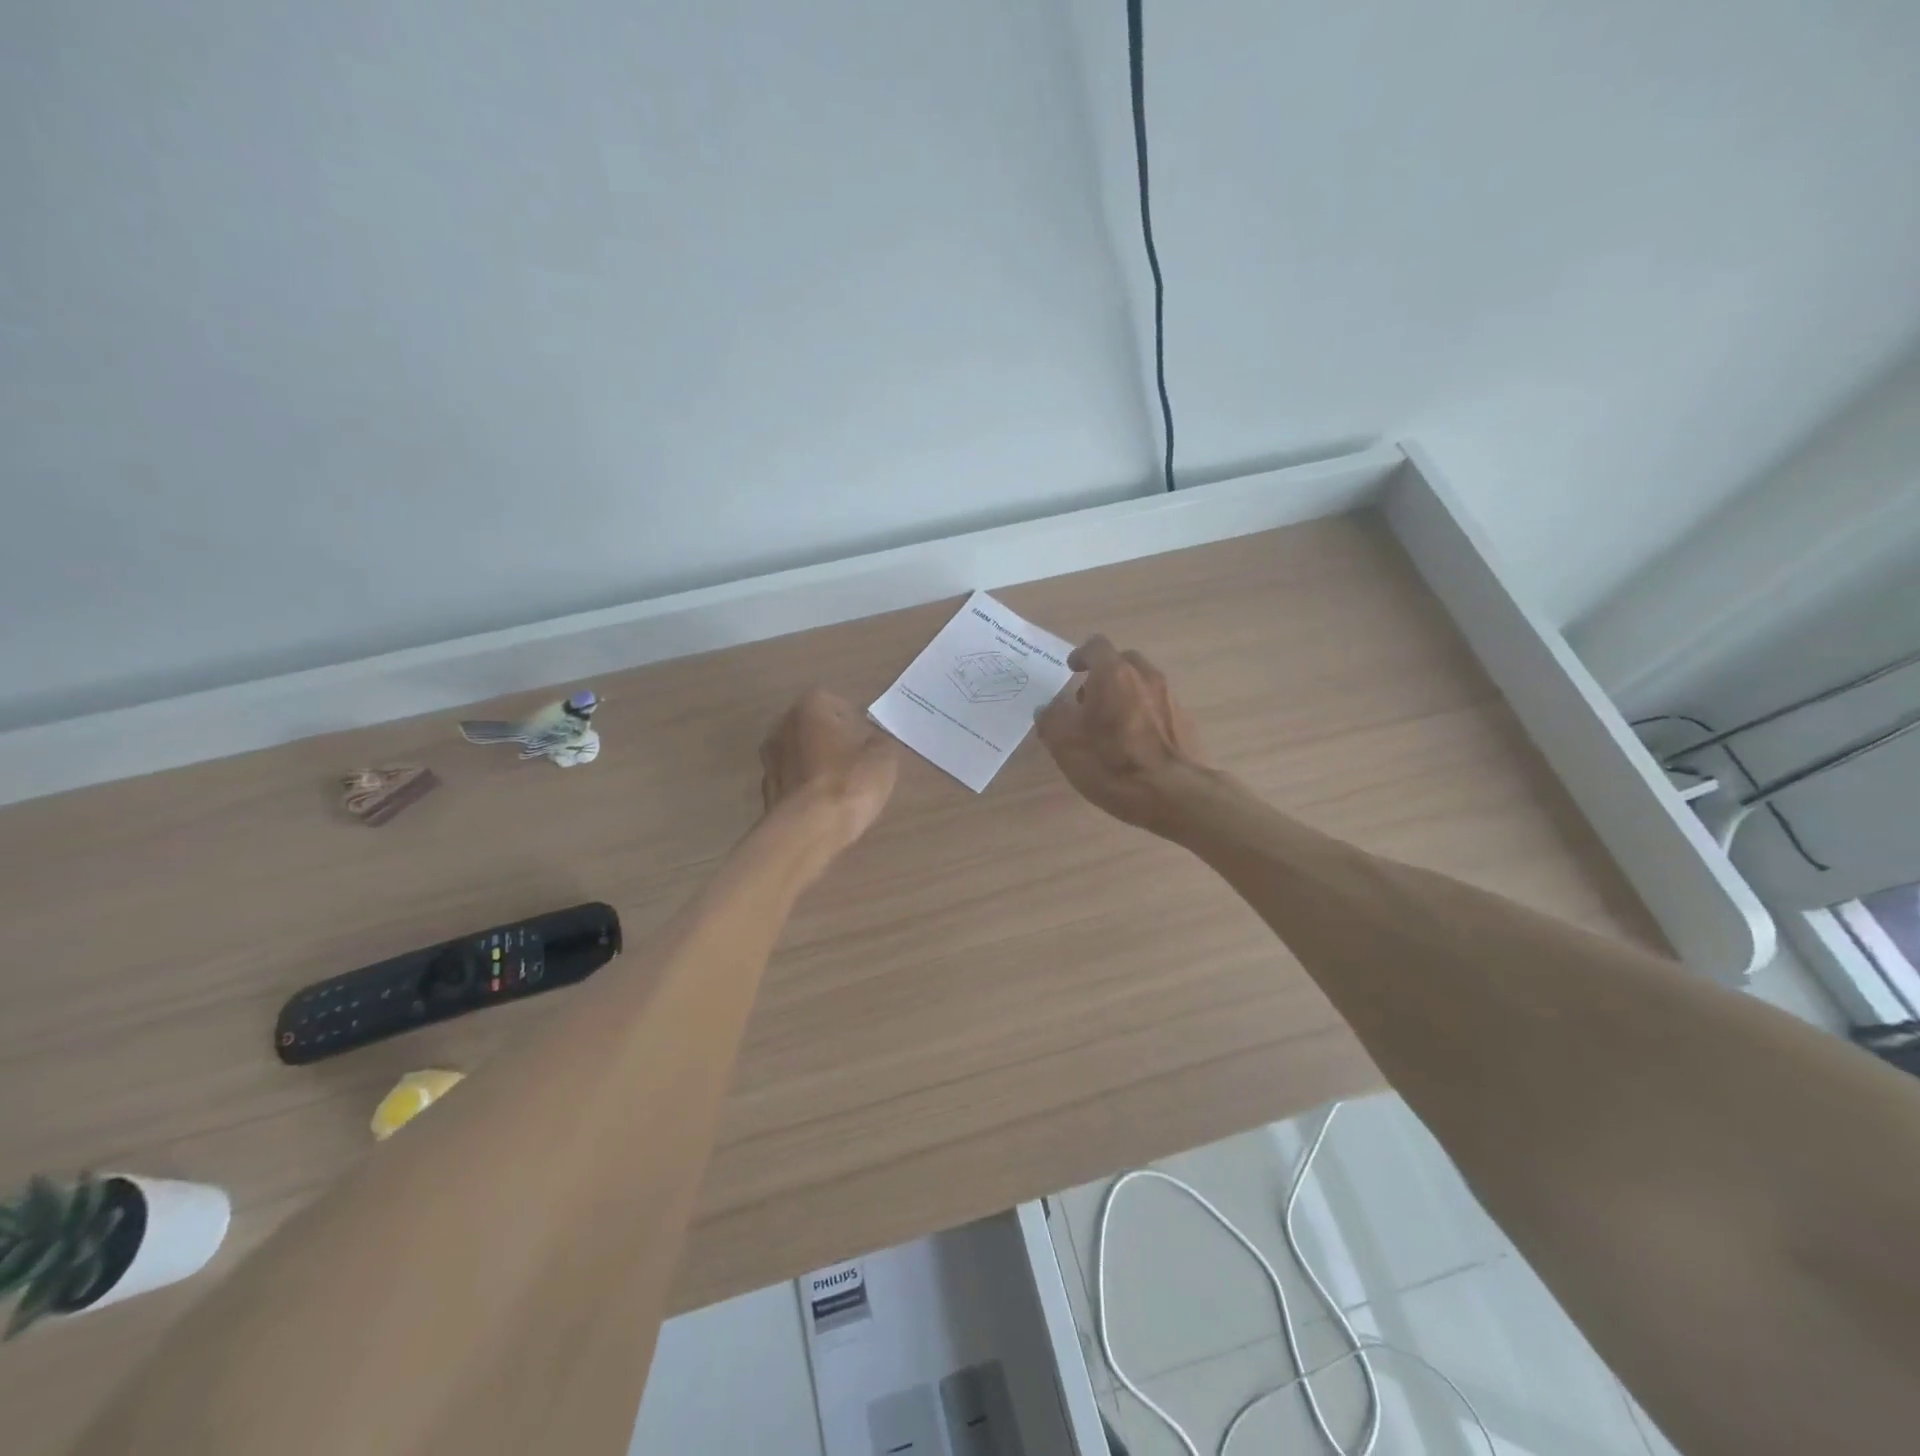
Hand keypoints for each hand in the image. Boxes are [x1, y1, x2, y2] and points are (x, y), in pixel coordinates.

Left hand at [760, 688, 899, 856]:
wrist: (808, 829)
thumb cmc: (848, 782)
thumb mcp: (883, 758)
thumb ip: (879, 744)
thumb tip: (873, 743)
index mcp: (810, 708)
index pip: (834, 702)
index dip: (853, 721)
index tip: (867, 741)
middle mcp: (782, 726)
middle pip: (812, 728)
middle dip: (831, 741)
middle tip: (855, 762)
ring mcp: (769, 760)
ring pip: (800, 755)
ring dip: (816, 765)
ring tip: (841, 787)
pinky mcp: (766, 792)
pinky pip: (793, 783)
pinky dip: (806, 789)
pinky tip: (824, 806)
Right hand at [1036, 636, 1207, 832]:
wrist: (1176, 794)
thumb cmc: (1112, 764)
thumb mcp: (1065, 744)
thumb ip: (1051, 719)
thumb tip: (1049, 708)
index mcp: (1113, 674)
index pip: (1096, 646)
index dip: (1080, 656)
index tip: (1071, 670)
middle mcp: (1145, 676)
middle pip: (1122, 662)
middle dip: (1104, 675)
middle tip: (1088, 701)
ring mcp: (1170, 697)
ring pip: (1142, 684)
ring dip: (1124, 695)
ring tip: (1110, 726)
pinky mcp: (1186, 721)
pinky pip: (1157, 706)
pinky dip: (1143, 714)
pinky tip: (1134, 744)